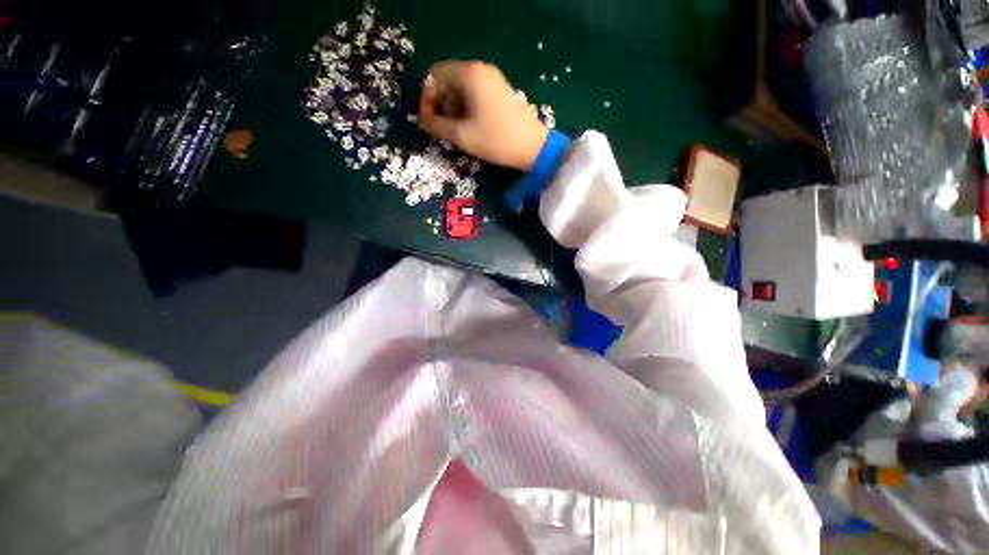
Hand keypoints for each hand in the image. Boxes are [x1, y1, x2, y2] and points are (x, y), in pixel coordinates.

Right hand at [418, 60, 549, 170]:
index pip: (434, 75)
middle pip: (448, 80)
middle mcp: (480, 69)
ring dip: (454, 108)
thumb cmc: (496, 140)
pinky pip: (476, 94)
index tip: (429, 121)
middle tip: (445, 129)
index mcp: (469, 74)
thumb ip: (437, 126)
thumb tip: (421, 122)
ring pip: (462, 88)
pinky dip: (468, 108)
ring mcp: (493, 79)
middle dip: (441, 105)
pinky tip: (473, 127)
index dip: (427, 98)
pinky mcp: (501, 91)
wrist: (533, 147)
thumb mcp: (462, 136)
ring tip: (460, 132)